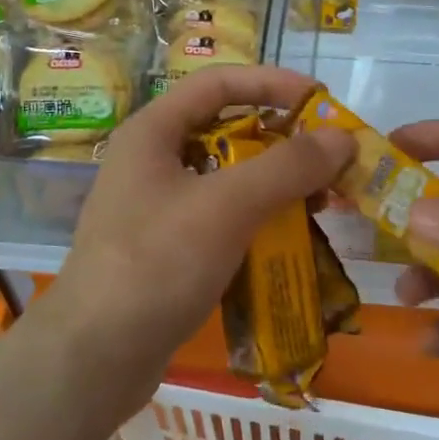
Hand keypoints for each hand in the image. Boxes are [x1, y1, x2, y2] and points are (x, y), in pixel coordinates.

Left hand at [38, 66, 353, 414]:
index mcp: (153, 132)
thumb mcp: (227, 206)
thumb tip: (342, 137)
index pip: (219, 82)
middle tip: (331, 161)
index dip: (272, 84)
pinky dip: (258, 220)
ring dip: (276, 185)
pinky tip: (291, 239)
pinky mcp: (168, 249)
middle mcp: (153, 162)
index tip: (321, 101)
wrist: (95, 357)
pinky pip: (222, 218)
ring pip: (228, 179)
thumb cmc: (157, 264)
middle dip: (282, 142)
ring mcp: (158, 208)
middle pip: (227, 130)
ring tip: (322, 202)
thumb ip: (287, 166)